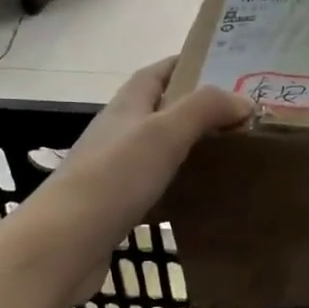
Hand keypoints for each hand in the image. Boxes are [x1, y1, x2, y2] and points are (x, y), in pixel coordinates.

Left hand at [32, 59, 251, 300]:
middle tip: (236, 118)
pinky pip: (153, 186)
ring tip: (227, 155)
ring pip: (157, 149)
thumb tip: (244, 102)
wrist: (64, 243)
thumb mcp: (165, 132)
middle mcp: (118, 132)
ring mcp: (113, 170)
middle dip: (194, 109)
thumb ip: (205, 109)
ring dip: (187, 147)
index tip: (222, 68)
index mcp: (126, 106)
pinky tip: (199, 197)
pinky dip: (177, 185)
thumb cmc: (115, 177)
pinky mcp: (115, 205)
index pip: (156, 73)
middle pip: (158, 110)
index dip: (185, 65)